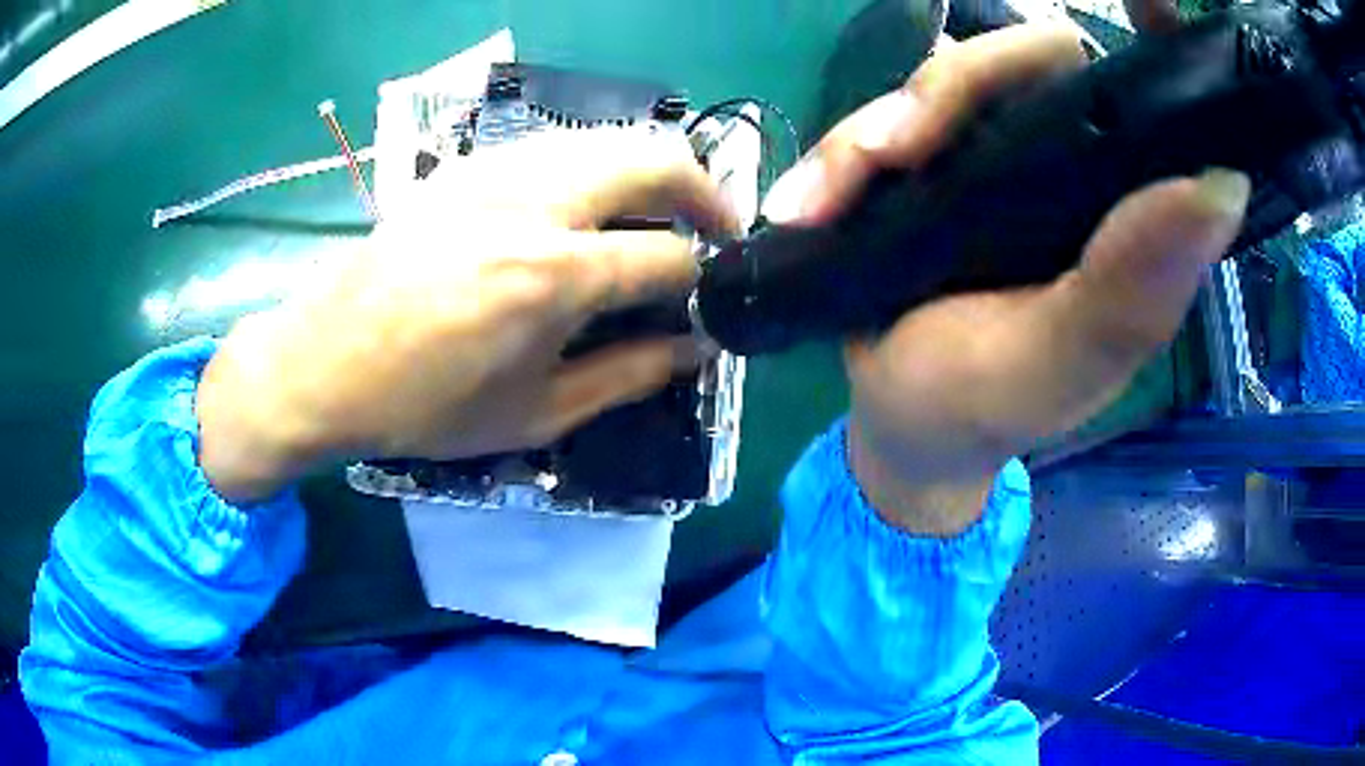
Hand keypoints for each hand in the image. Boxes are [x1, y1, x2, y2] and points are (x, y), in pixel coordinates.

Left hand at [197, 128, 737, 502]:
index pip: (669, 256)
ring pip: (607, 140)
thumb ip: (627, 376)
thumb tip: (692, 349)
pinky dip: (592, 167)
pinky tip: (582, 207)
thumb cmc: (424, 405)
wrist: (325, 363)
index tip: (706, 302)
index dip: (703, 280)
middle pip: (655, 159)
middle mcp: (535, 204)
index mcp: (554, 276)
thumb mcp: (534, 414)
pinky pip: (555, 147)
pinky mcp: (465, 166)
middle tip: (717, 228)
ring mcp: (496, 172)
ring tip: (656, 215)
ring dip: (648, 171)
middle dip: (705, 190)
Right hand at [765, 24, 1249, 535]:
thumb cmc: (987, 404)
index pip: (1157, 103)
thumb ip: (1133, 288)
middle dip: (959, 87)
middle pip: (1033, 59)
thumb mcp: (1062, 363)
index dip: (1158, 42)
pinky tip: (803, 206)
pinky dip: (838, 156)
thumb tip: (1222, 183)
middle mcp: (1072, 163)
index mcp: (1127, 210)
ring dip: (878, 126)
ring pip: (947, 80)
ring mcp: (995, 152)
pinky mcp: (930, 159)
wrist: (902, 421)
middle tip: (896, 151)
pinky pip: (883, 117)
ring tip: (826, 200)